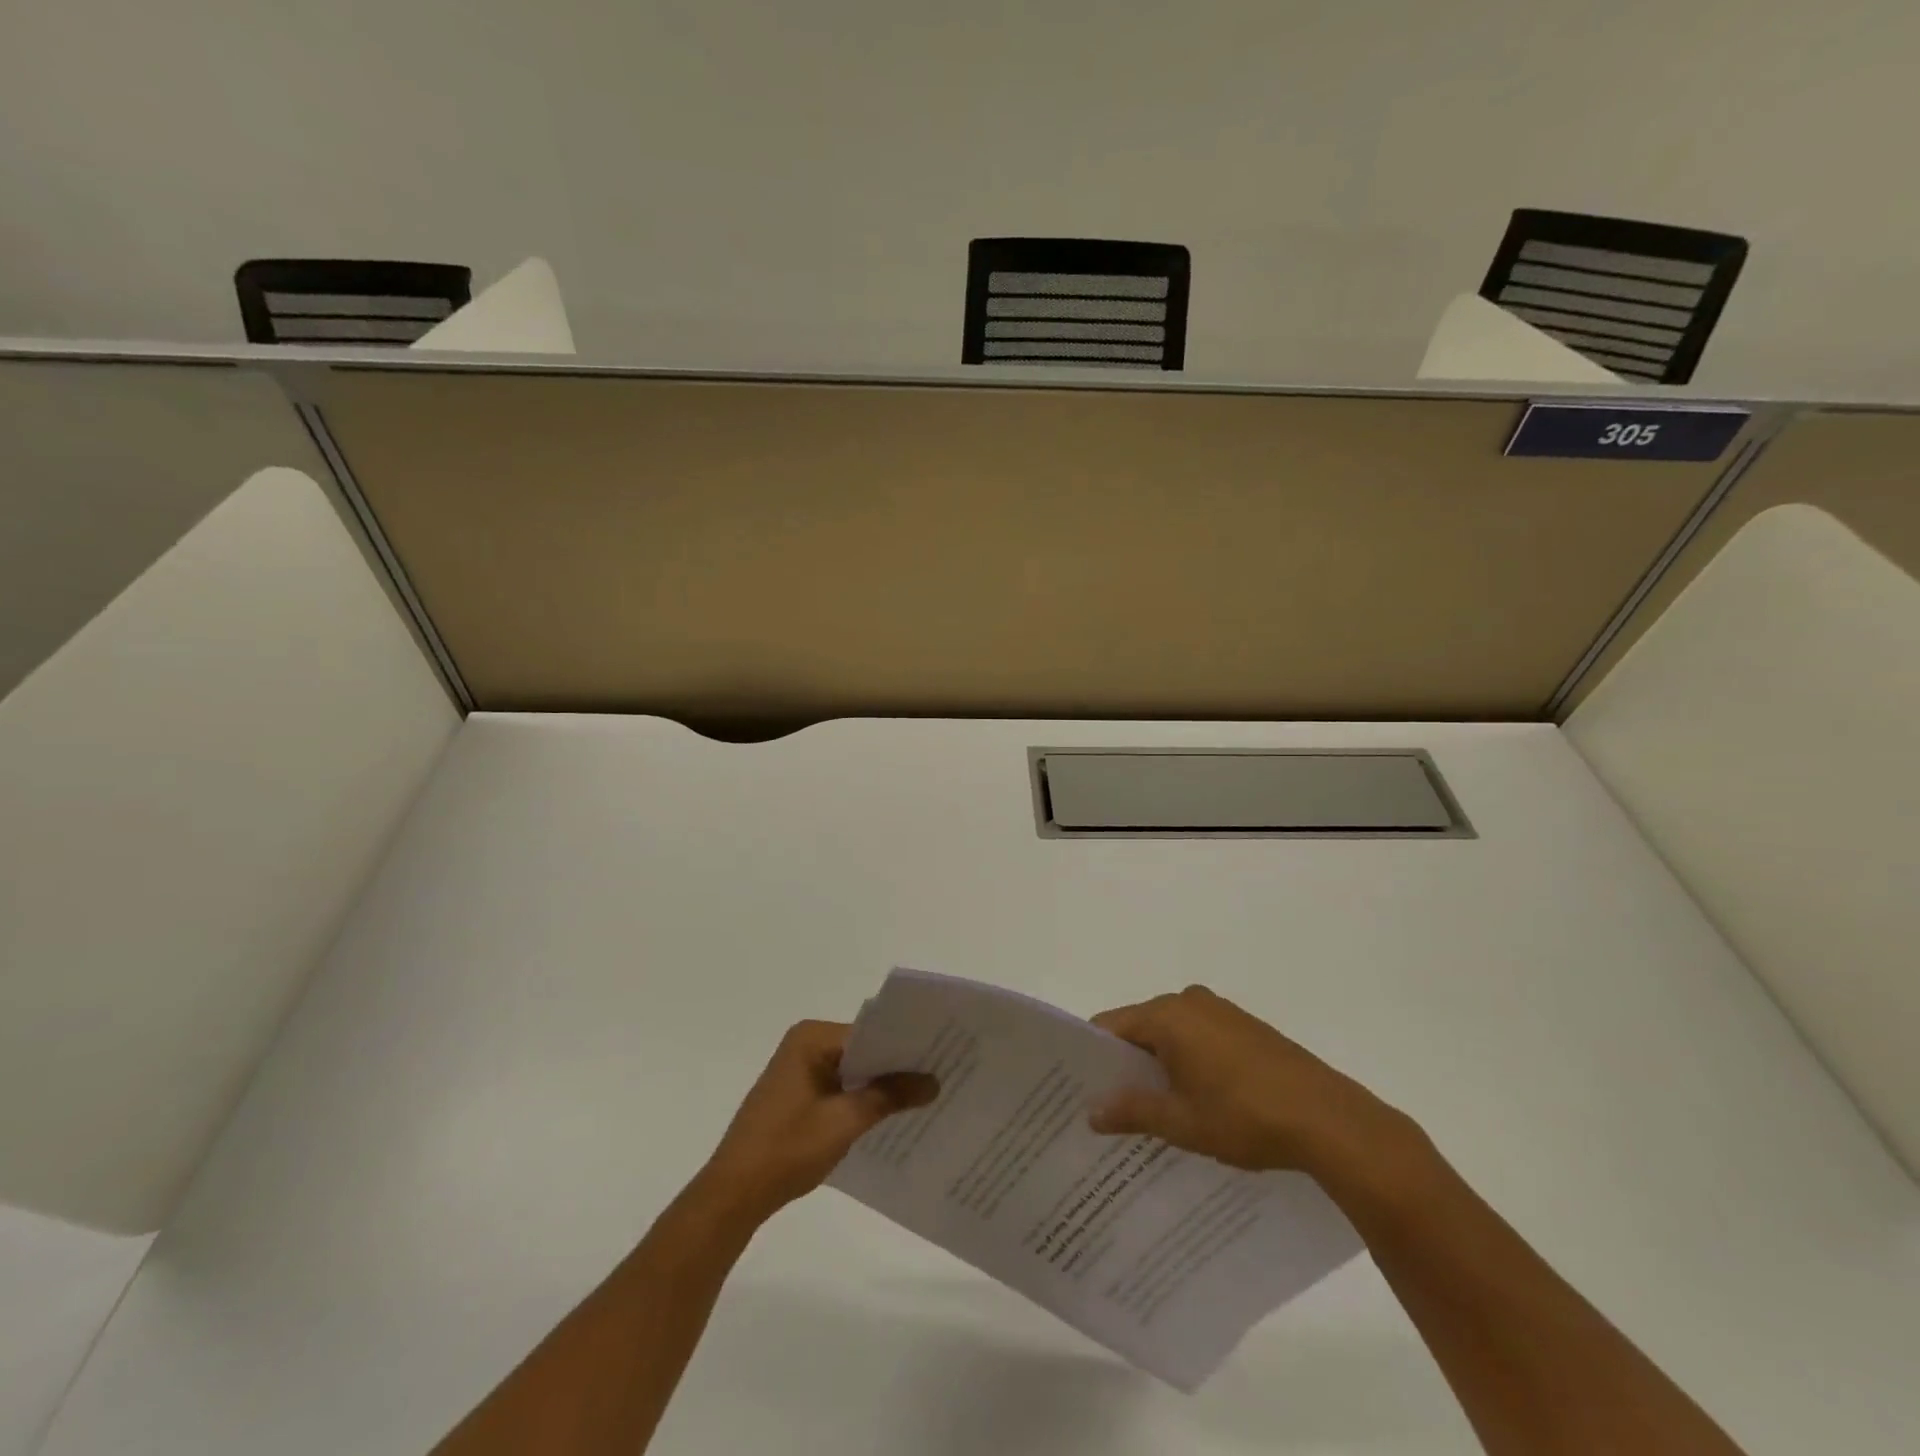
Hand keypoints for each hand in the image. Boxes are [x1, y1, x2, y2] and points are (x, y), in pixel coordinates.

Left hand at [698, 1020, 936, 1221]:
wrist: (734, 1194)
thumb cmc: (787, 1149)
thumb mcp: (845, 1122)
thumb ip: (889, 1096)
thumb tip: (933, 1081)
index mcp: (811, 1038)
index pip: (869, 1032)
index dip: (904, 1046)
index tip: (940, 1056)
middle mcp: (804, 1044)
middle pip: (861, 1049)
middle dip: (895, 1066)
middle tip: (940, 1075)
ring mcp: (798, 1069)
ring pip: (852, 1069)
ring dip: (879, 1085)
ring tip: (924, 1096)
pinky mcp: (796, 1094)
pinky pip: (839, 1086)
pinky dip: (860, 1098)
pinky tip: (889, 1116)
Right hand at [1089, 985, 1417, 1184]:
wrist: (1329, 1120)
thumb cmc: (1244, 1116)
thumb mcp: (1180, 1122)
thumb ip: (1131, 1111)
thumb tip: (1091, 1111)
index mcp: (1167, 1015)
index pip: (1111, 1026)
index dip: (1094, 1056)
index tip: (1083, 1088)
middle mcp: (1190, 1001)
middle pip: (1141, 1027)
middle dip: (1127, 1063)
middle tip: (1113, 1104)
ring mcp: (1221, 1011)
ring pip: (1172, 1033)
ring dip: (1160, 1063)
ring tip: (1154, 1108)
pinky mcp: (1246, 1027)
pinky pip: (1200, 1037)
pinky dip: (1189, 1060)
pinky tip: (1197, 1098)